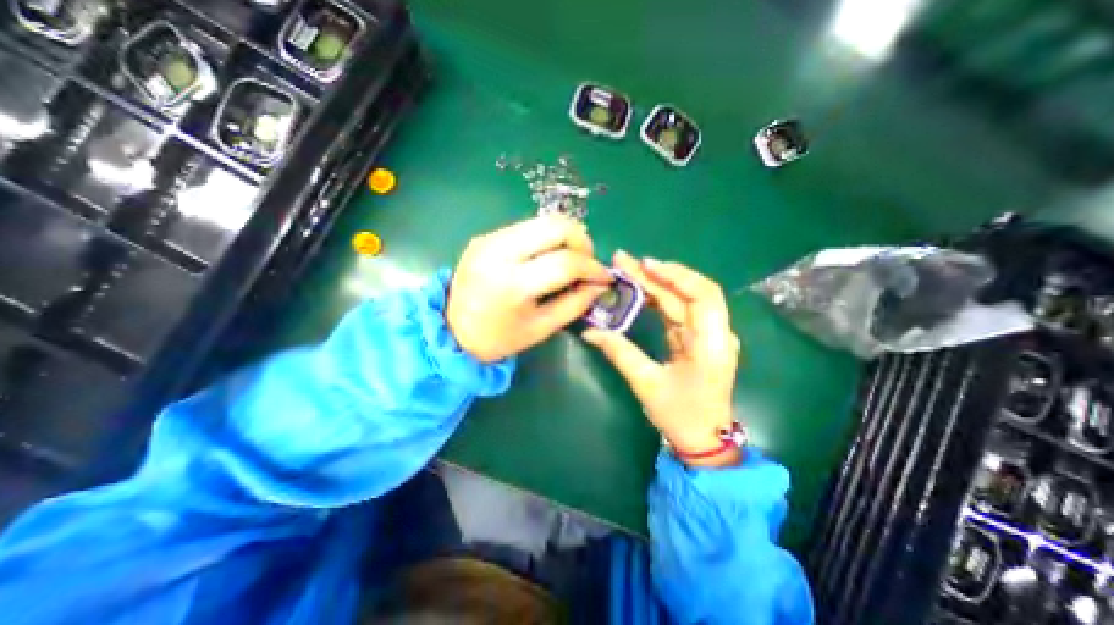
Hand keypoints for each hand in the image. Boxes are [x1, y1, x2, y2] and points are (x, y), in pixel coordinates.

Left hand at [448, 214, 612, 361]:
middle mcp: (498, 252)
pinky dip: (546, 238)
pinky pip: (526, 227)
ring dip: (565, 237)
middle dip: (582, 241)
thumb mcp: (542, 328)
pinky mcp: (485, 236)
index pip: (565, 262)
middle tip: (588, 262)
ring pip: (542, 220)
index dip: (592, 268)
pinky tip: (548, 257)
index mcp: (512, 284)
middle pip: (555, 225)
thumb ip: (575, 303)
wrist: (451, 331)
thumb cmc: (499, 338)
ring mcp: (489, 239)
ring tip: (571, 259)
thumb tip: (600, 284)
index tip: (605, 277)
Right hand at [585, 252, 736, 466]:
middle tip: (623, 261)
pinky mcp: (695, 339)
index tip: (646, 264)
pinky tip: (639, 291)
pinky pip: (676, 312)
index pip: (703, 295)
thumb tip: (590, 331)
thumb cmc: (680, 415)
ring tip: (626, 270)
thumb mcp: (647, 384)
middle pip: (688, 293)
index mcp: (712, 344)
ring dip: (655, 284)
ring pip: (681, 300)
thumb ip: (619, 352)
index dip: (676, 275)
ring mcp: (706, 335)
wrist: (703, 440)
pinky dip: (658, 300)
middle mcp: (715, 333)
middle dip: (656, 275)